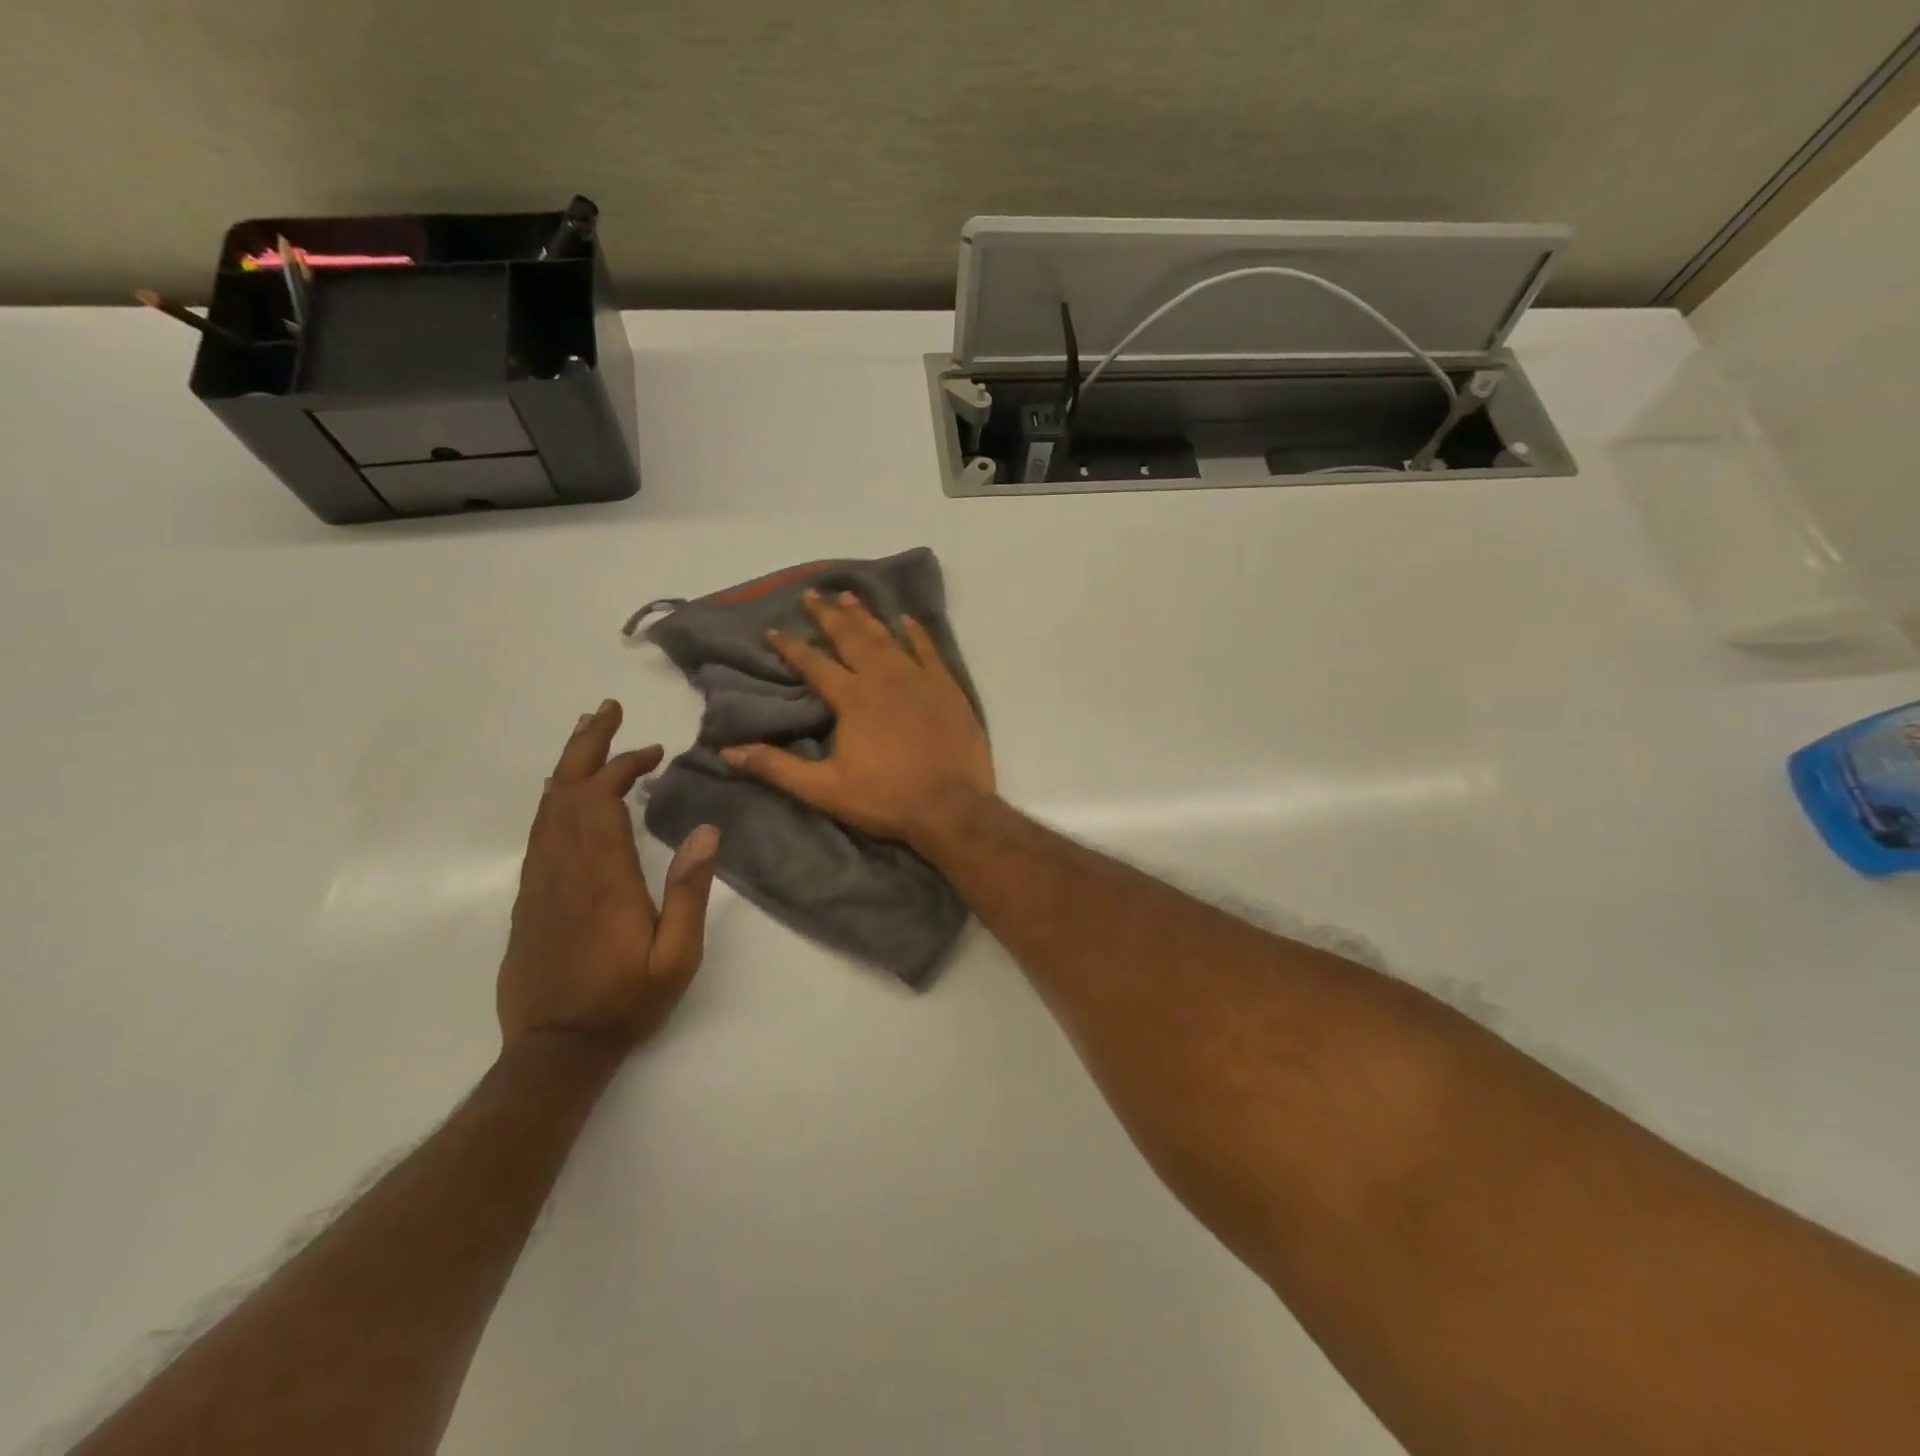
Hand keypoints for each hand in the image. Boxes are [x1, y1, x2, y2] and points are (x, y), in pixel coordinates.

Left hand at [498, 700, 719, 1057]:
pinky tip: (563, 794)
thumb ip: (690, 892)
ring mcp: (539, 883)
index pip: (602, 800)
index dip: (625, 766)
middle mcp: (563, 869)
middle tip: (606, 710)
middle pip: (566, 791)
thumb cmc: (625, 1002)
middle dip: (588, 745)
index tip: (655, 753)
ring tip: (586, 735)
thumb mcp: (676, 956)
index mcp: (602, 877)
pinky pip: (538, 834)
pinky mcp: (528, 899)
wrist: (555, 1050)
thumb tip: (707, 832)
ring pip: (546, 808)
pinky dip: (553, 801)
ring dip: (567, 766)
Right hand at [721, 589, 993, 849]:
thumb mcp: (825, 789)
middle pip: (850, 638)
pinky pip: (928, 650)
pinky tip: (906, 620)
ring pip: (886, 637)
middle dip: (828, 615)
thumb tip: (729, 751)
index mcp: (852, 698)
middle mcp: (883, 678)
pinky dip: (916, 633)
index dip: (790, 647)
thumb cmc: (886, 798)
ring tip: (849, 596)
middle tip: (812, 594)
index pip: (813, 664)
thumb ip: (778, 767)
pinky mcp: (946, 687)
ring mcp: (918, 678)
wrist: (951, 806)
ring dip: (865, 616)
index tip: (773, 630)